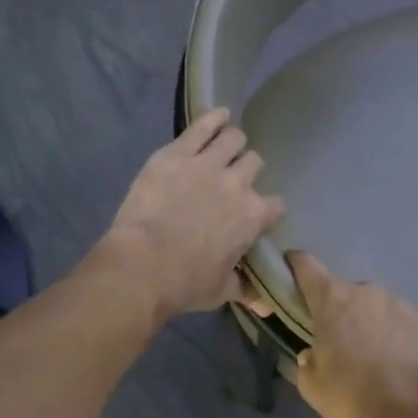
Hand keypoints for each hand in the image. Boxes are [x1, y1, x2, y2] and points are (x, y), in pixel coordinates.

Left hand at [92, 109, 284, 323]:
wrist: (142, 265)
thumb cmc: (184, 283)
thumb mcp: (220, 290)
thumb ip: (244, 288)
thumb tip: (263, 304)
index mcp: (253, 217)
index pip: (275, 205)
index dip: (265, 210)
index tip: (256, 215)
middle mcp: (238, 184)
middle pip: (255, 164)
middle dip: (248, 170)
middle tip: (234, 178)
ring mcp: (208, 164)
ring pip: (234, 139)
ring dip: (233, 143)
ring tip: (226, 146)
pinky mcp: (177, 153)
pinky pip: (202, 126)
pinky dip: (214, 118)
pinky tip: (220, 114)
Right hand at [288, 250, 417, 417]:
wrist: (414, 407)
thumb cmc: (352, 392)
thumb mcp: (312, 385)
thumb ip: (306, 362)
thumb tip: (312, 355)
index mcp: (331, 298)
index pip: (304, 264)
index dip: (292, 265)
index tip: (287, 277)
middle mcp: (364, 290)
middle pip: (341, 291)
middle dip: (335, 311)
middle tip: (336, 344)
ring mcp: (397, 302)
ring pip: (372, 306)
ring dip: (366, 323)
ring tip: (371, 358)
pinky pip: (398, 321)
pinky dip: (392, 335)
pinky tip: (395, 362)